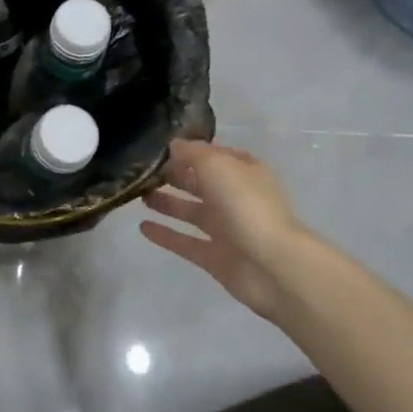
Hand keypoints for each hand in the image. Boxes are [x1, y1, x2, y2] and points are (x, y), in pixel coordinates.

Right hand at [140, 139, 311, 320]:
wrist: (274, 266)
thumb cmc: (247, 205)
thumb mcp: (217, 166)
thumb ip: (193, 153)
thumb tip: (174, 145)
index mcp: (244, 172)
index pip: (215, 155)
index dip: (191, 150)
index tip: (161, 146)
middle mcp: (235, 198)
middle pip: (201, 183)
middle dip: (175, 175)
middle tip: (141, 170)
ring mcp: (226, 230)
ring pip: (191, 212)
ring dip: (167, 202)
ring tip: (138, 195)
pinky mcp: (215, 257)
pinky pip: (185, 242)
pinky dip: (165, 235)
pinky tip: (142, 227)